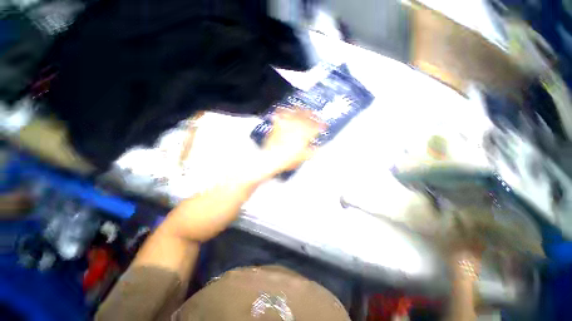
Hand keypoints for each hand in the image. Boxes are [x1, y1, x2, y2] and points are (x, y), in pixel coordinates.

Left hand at [261, 108, 324, 176]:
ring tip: (303, 109)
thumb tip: (317, 149)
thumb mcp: (302, 157)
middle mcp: (297, 126)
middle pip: (307, 116)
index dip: (321, 125)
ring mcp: (286, 123)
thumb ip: (311, 152)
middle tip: (315, 115)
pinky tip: (285, 109)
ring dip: (301, 110)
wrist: (271, 157)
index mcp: (305, 134)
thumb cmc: (287, 158)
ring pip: (296, 112)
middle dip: (313, 114)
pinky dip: (284, 110)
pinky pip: (281, 113)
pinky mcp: (277, 124)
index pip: (316, 127)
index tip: (324, 125)